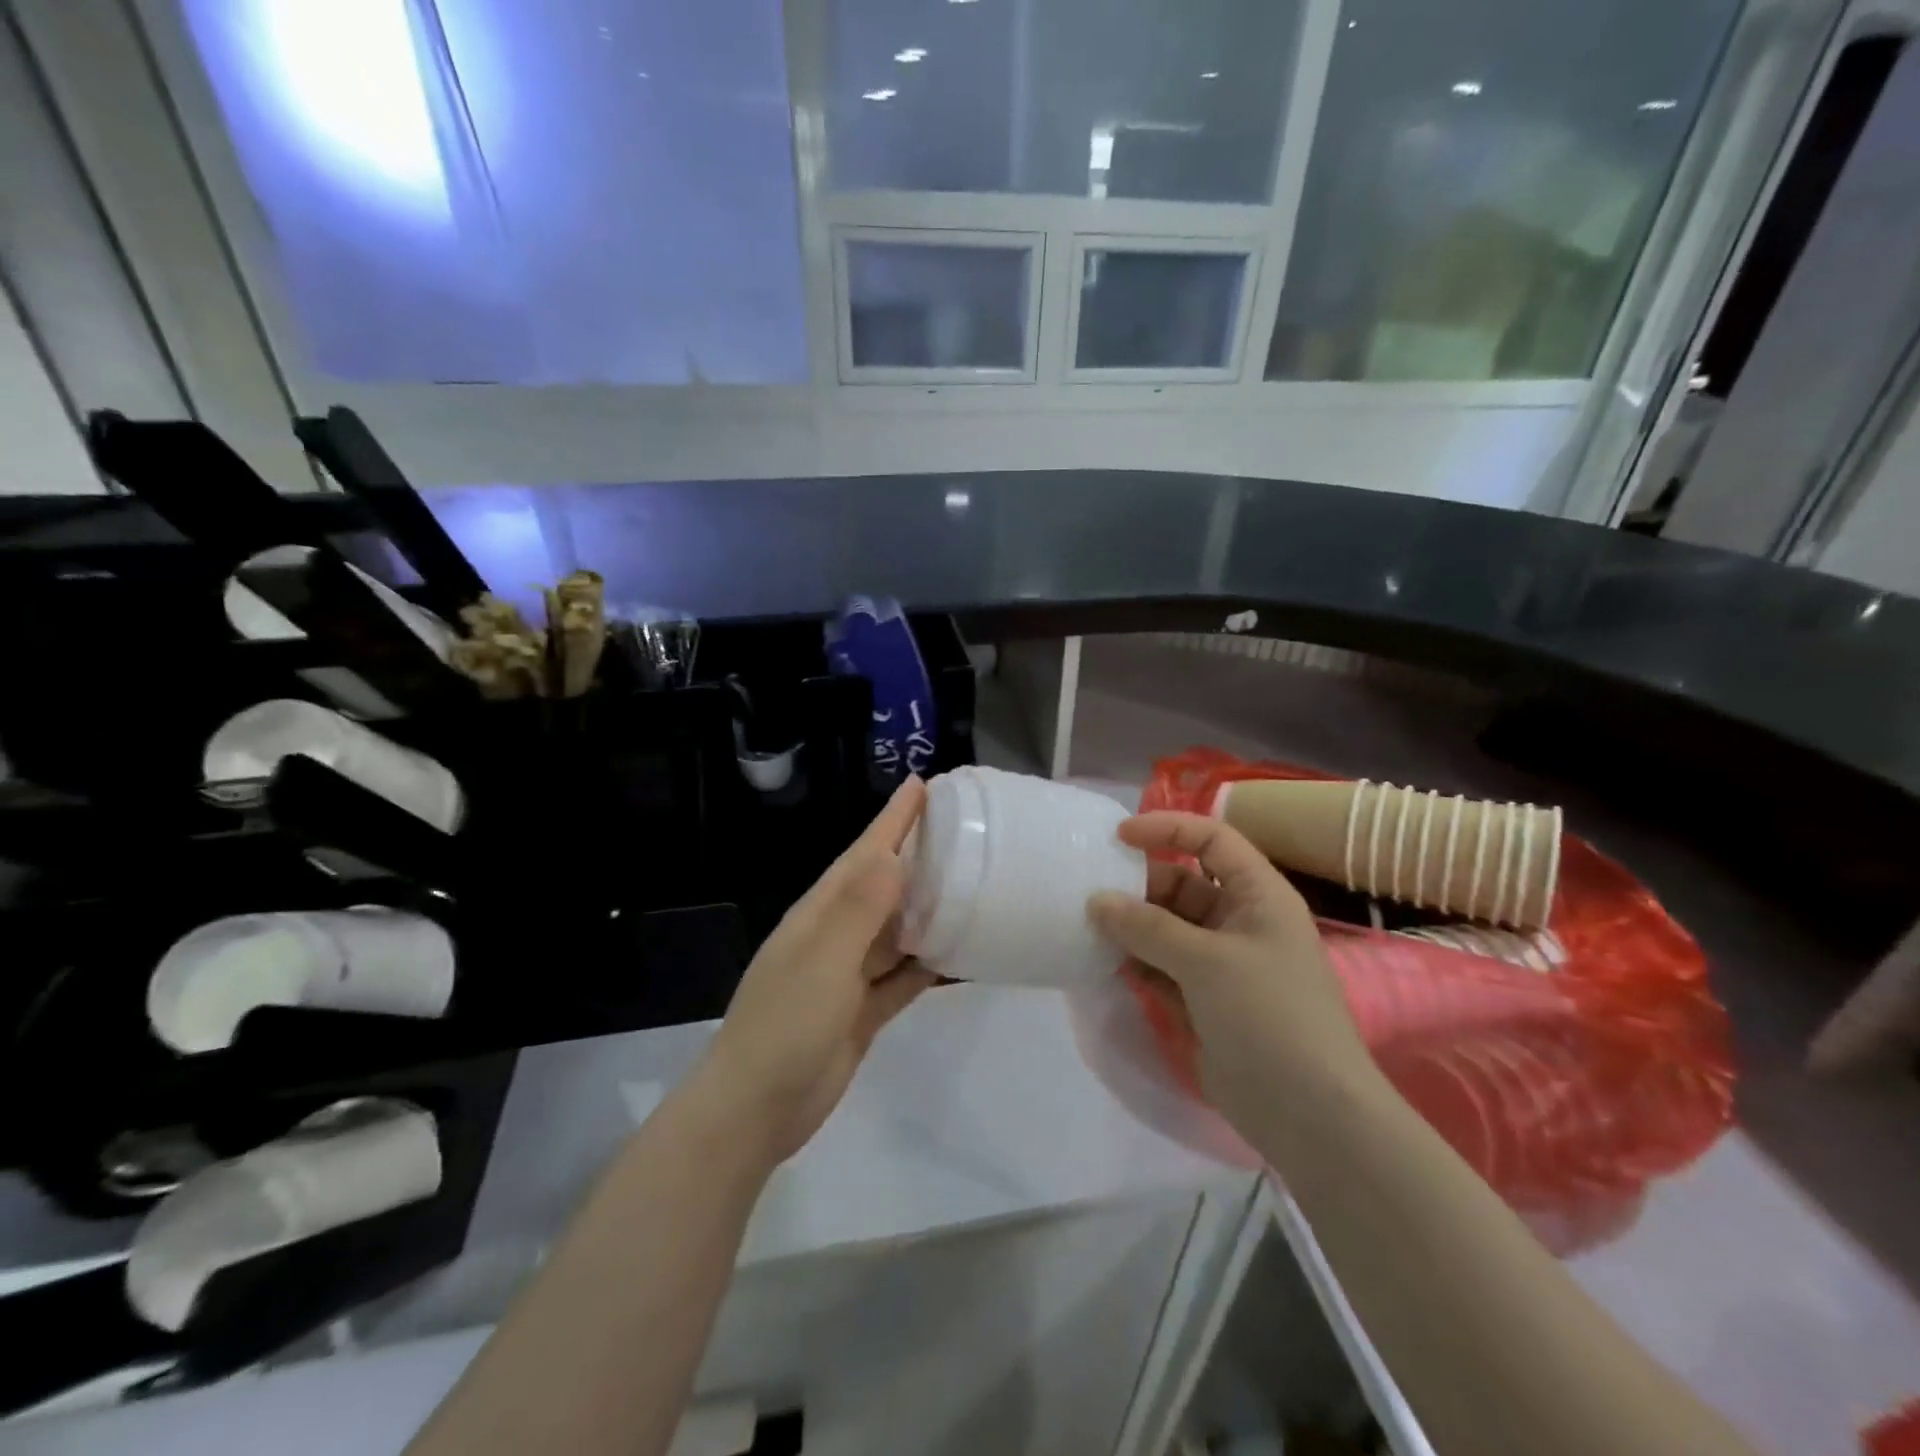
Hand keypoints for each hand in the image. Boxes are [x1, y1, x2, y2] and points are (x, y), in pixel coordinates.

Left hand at [697, 778, 935, 1164]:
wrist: (756, 1110)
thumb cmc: (786, 1024)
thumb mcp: (824, 959)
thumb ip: (861, 908)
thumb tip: (895, 854)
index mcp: (822, 913)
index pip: (864, 853)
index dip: (892, 819)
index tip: (923, 785)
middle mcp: (837, 935)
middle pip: (885, 885)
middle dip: (917, 854)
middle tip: (963, 829)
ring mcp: (850, 974)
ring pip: (899, 930)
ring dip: (930, 908)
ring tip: (973, 883)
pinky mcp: (864, 1011)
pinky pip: (904, 977)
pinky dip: (930, 964)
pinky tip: (961, 955)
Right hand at [1088, 811, 1374, 1133]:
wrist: (1309, 1115)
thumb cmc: (1269, 1016)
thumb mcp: (1207, 962)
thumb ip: (1147, 928)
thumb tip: (1096, 901)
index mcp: (1258, 896)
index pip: (1211, 840)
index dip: (1167, 829)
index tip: (1118, 836)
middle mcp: (1239, 922)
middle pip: (1181, 885)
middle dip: (1138, 885)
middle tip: (1089, 892)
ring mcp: (1220, 964)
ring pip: (1165, 928)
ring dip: (1130, 926)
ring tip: (1086, 926)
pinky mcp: (1202, 1000)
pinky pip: (1160, 967)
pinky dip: (1134, 962)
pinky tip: (1101, 962)